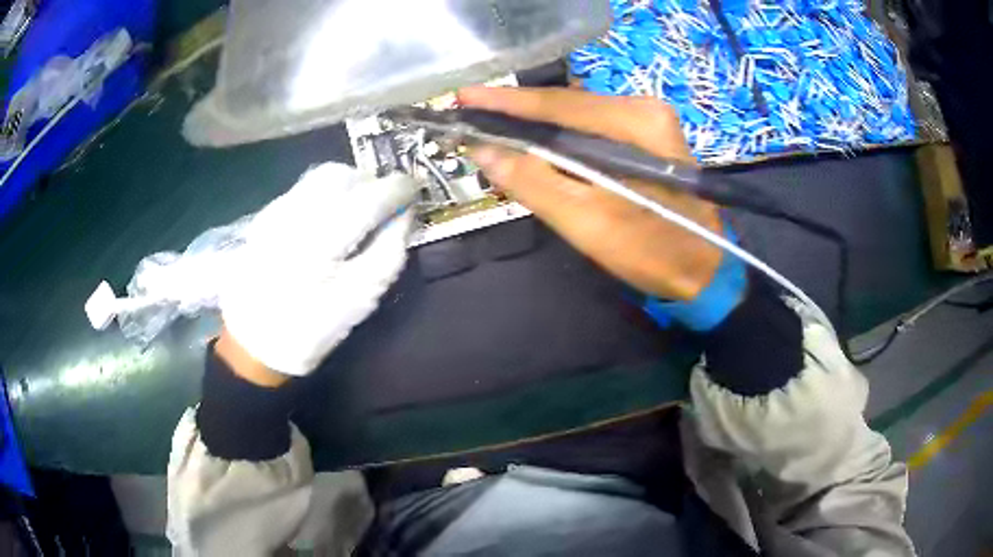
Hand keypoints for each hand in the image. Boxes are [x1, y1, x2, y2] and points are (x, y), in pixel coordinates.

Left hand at [220, 163, 416, 378]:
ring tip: (363, 205)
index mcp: (319, 244)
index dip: (398, 188)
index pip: (368, 199)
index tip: (415, 189)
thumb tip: (405, 214)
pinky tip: (333, 214)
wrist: (252, 342)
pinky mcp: (266, 215)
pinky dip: (329, 190)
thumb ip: (387, 254)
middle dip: (373, 182)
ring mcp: (276, 211)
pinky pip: (306, 187)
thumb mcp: (358, 302)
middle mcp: (294, 216)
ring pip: (322, 176)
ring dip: (351, 182)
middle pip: (343, 175)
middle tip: (389, 201)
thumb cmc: (309, 330)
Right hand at [458, 87, 723, 301]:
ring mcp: (647, 121)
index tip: (464, 98)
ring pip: (576, 116)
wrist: (702, 270)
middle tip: (472, 119)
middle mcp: (643, 109)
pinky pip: (590, 129)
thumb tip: (484, 151)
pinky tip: (534, 147)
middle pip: (567, 105)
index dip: (507, 102)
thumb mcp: (587, 222)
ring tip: (494, 132)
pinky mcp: (645, 137)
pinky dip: (559, 139)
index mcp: (636, 124)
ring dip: (536, 127)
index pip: (559, 104)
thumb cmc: (651, 250)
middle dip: (518, 114)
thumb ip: (533, 182)